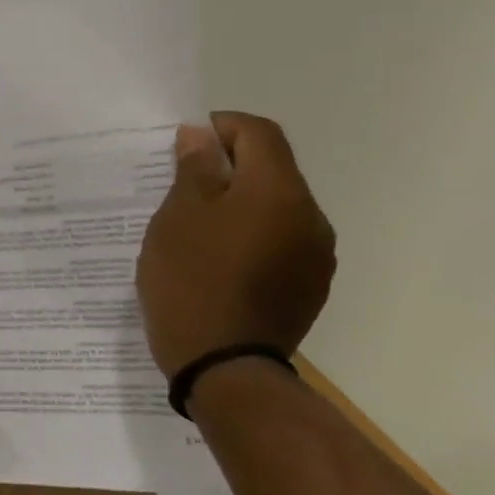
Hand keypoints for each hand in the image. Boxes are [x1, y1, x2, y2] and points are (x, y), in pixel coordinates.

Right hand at [136, 112, 335, 376]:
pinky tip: (219, 260)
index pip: (258, 132)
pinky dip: (252, 235)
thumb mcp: (178, 217)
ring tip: (197, 227)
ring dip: (240, 203)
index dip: (221, 126)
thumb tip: (201, 136)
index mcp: (279, 192)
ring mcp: (315, 256)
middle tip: (181, 186)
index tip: (185, 143)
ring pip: (276, 207)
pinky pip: (280, 241)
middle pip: (271, 169)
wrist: (224, 368)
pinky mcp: (310, 286)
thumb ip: (194, 169)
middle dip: (228, 167)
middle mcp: (310, 217)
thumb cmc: (191, 281)